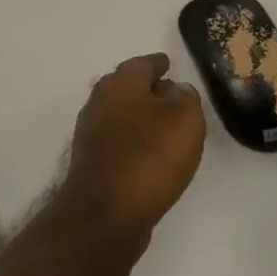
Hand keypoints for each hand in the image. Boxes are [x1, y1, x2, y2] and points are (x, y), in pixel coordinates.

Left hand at [57, 54, 206, 248]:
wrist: (106, 211)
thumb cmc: (149, 157)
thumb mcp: (184, 120)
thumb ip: (185, 98)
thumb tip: (176, 90)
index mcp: (120, 83)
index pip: (142, 64)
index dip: (158, 64)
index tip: (168, 64)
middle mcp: (100, 100)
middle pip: (126, 86)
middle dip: (147, 88)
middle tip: (170, 94)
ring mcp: (91, 131)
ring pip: (119, 112)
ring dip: (139, 114)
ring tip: (164, 125)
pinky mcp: (91, 159)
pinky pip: (116, 138)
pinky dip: (132, 138)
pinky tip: (147, 153)